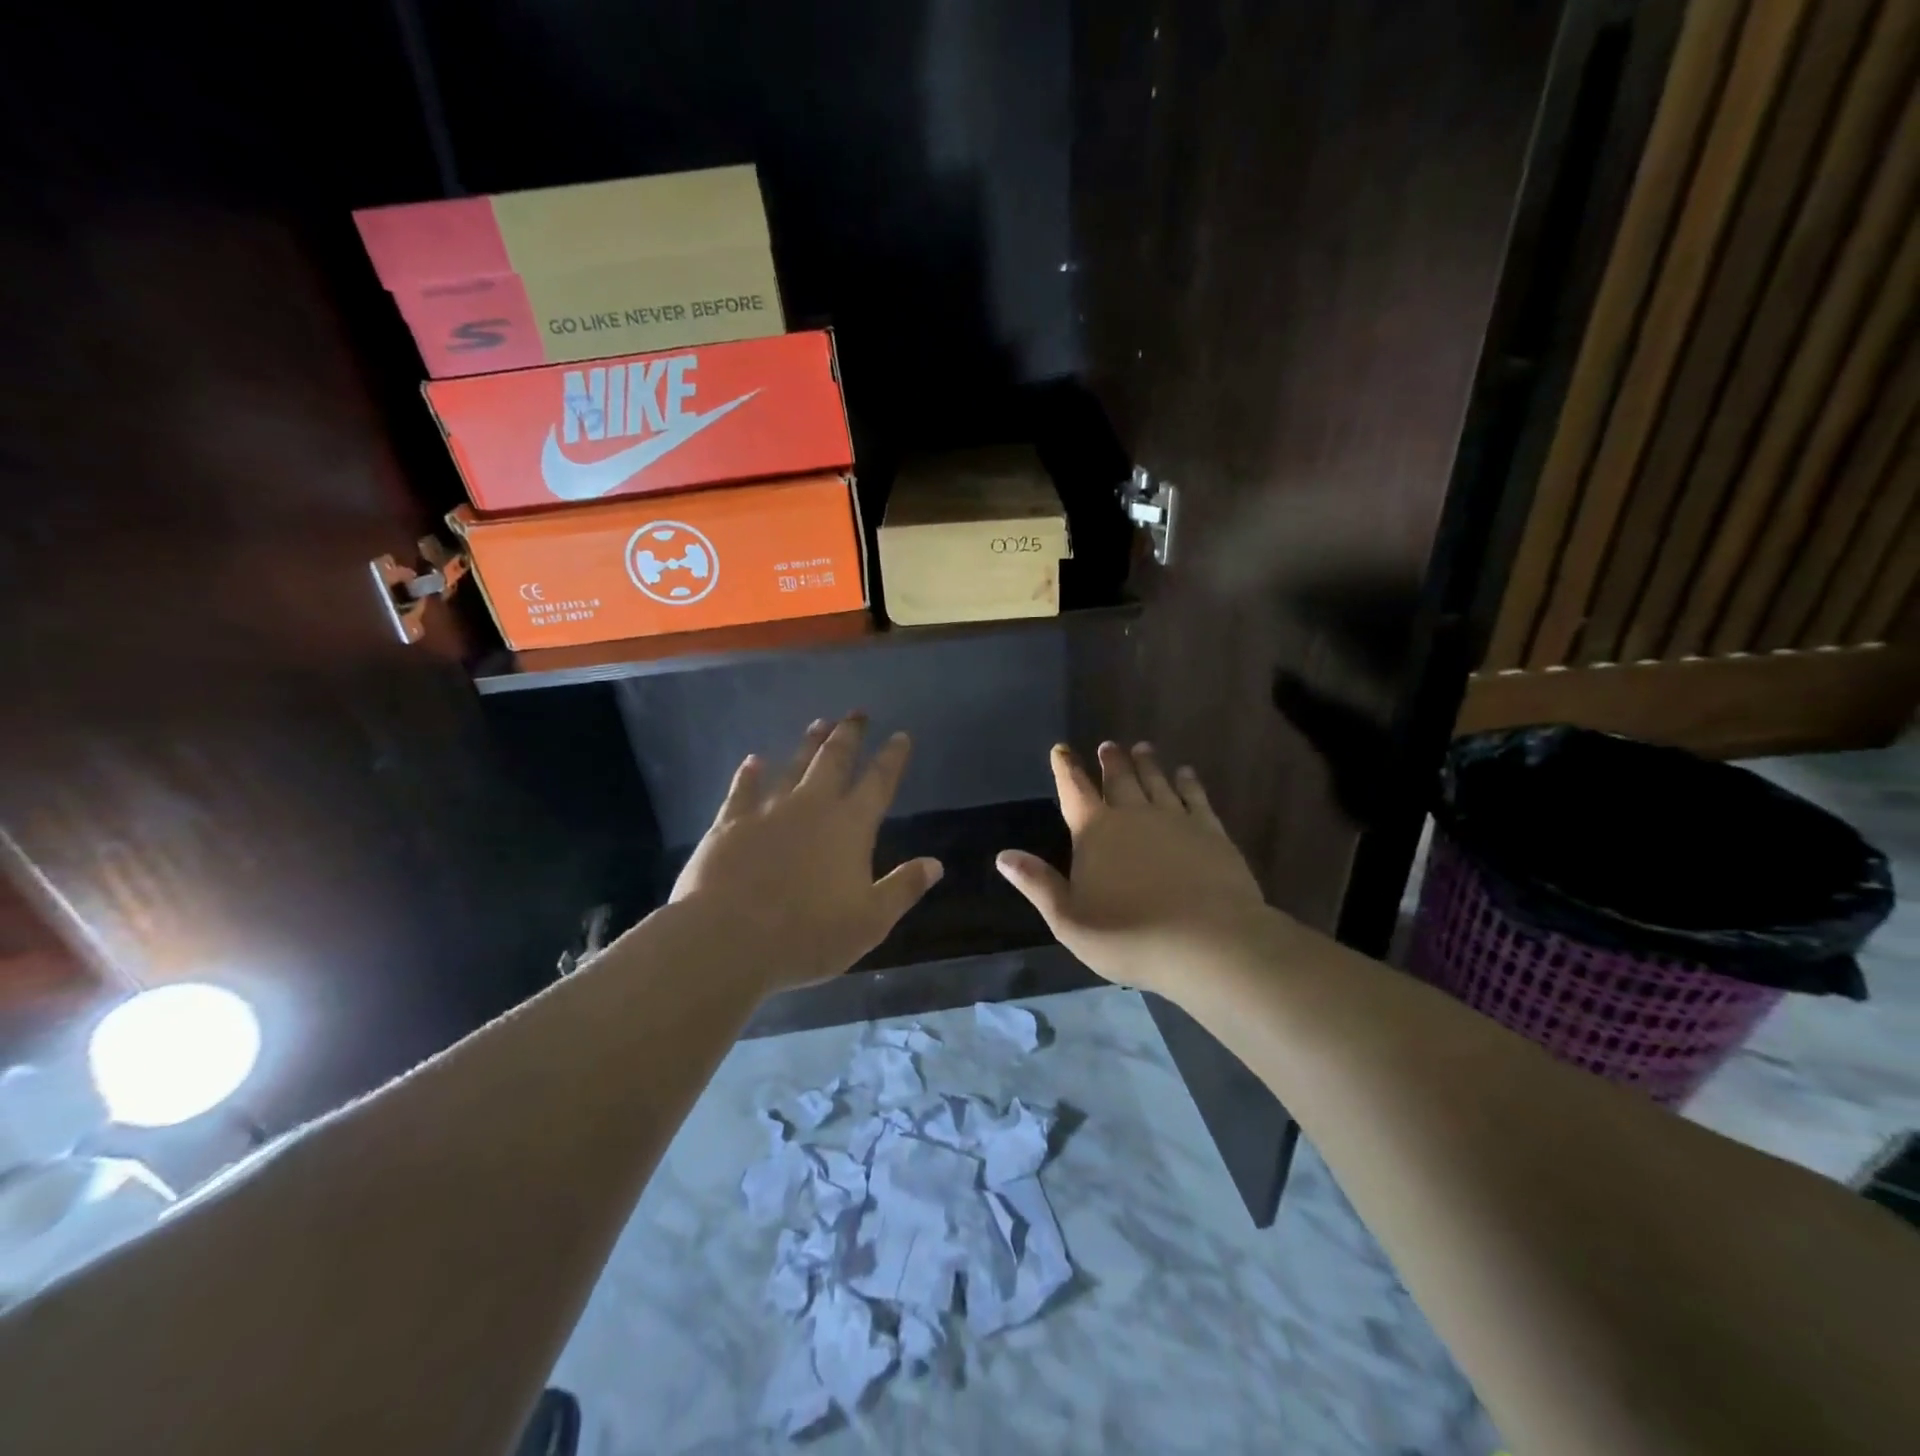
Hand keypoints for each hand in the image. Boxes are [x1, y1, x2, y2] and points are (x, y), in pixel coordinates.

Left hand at [669, 715, 942, 990]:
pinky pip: (743, 789)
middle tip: (856, 712)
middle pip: (834, 760)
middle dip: (848, 734)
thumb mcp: (870, 921)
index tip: (900, 735)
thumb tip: (935, 864)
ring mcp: (768, 811)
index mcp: (850, 826)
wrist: (728, 938)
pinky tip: (753, 761)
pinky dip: (750, 773)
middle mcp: (812, 806)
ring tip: (818, 723)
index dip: (892, 758)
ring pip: (793, 766)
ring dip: (807, 744)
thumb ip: (903, 888)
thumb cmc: (808, 935)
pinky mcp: (730, 823)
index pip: (878, 782)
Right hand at [996, 742, 1271, 994]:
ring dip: (1147, 764)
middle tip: (1108, 745)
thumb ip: (1038, 884)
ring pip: (1156, 781)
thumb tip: (1003, 856)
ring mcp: (1175, 819)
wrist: (1207, 941)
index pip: (1074, 791)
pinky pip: (1195, 797)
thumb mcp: (1069, 919)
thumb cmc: (1129, 935)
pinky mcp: (1210, 832)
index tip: (1061, 749)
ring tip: (1143, 748)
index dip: (1065, 769)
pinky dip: (1188, 782)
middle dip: (1110, 761)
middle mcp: (1133, 814)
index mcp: (1094, 831)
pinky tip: (1186, 774)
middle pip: (1119, 779)